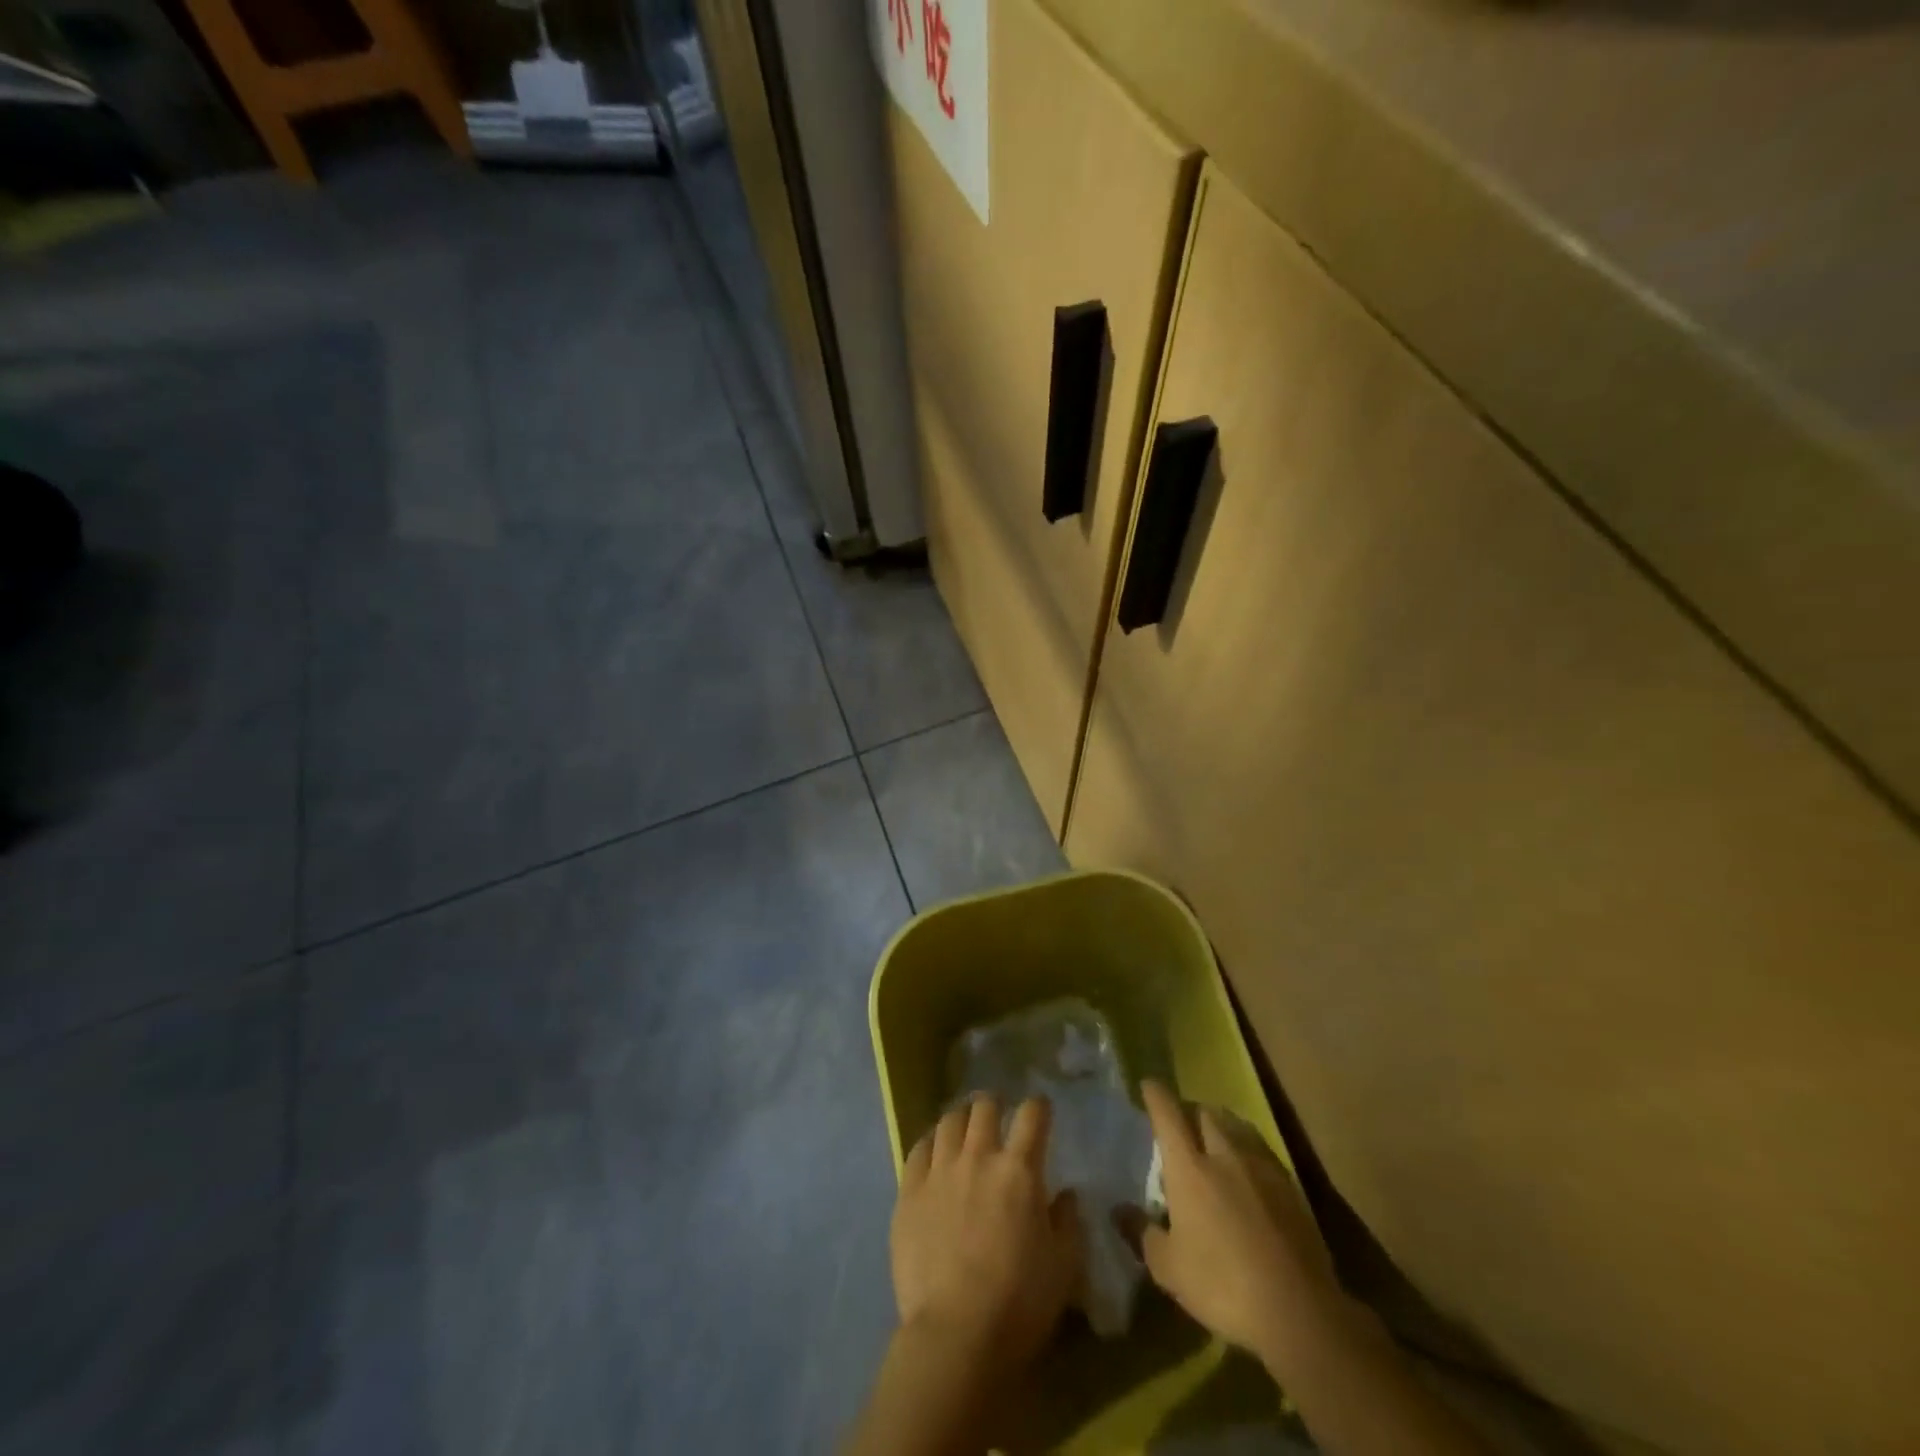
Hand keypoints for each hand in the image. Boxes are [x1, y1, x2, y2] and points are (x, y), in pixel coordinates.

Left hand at [892, 1095, 1084, 1370]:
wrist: (956, 1334)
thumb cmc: (1019, 1302)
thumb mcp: (1064, 1266)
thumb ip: (1068, 1221)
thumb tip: (1066, 1194)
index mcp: (1019, 1170)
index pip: (1032, 1115)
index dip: (1039, 1106)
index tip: (1040, 1109)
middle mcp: (978, 1157)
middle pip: (984, 1107)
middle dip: (994, 1104)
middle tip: (997, 1114)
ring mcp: (939, 1170)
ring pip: (949, 1120)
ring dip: (961, 1118)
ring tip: (964, 1126)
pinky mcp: (909, 1190)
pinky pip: (918, 1148)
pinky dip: (930, 1141)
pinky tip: (934, 1150)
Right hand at [1132, 1080, 1340, 1363]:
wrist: (1298, 1311)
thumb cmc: (1222, 1285)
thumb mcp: (1168, 1268)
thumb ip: (1141, 1232)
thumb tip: (1118, 1210)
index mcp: (1189, 1167)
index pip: (1167, 1113)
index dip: (1155, 1094)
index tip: (1148, 1086)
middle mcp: (1224, 1153)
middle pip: (1204, 1112)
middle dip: (1190, 1111)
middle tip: (1181, 1127)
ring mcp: (1260, 1165)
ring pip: (1236, 1124)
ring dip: (1220, 1124)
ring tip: (1214, 1141)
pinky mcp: (1289, 1184)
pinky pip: (1260, 1148)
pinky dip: (1247, 1147)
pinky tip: (1247, 1171)